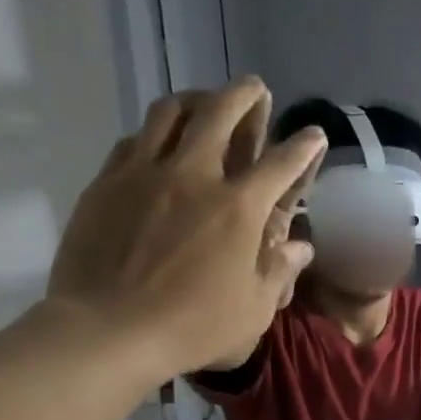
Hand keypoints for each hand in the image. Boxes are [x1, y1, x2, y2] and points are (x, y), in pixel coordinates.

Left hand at [45, 79, 324, 378]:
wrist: (108, 330)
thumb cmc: (194, 326)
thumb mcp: (255, 309)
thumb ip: (279, 271)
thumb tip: (300, 247)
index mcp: (238, 208)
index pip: (280, 164)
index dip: (303, 147)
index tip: (314, 134)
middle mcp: (193, 176)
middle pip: (219, 114)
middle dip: (243, 96)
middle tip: (254, 88)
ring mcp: (144, 174)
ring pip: (170, 113)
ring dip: (194, 99)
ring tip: (204, 100)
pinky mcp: (106, 182)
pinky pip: (134, 140)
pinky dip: (154, 132)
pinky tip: (158, 141)